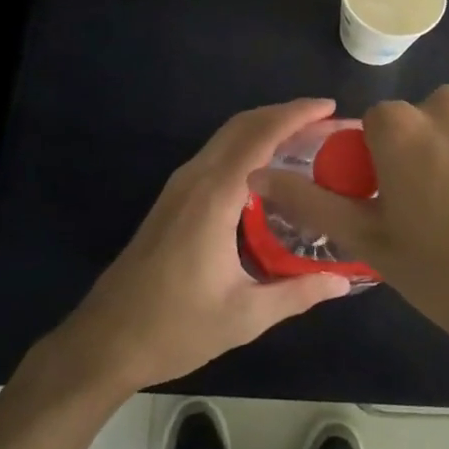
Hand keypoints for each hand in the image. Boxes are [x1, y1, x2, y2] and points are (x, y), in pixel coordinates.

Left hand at [46, 99, 353, 394]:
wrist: (106, 340)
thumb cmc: (175, 327)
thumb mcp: (245, 316)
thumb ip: (297, 293)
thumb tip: (342, 282)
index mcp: (215, 196)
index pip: (260, 136)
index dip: (296, 115)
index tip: (330, 107)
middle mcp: (196, 178)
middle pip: (242, 125)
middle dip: (284, 114)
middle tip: (326, 122)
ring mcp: (180, 186)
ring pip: (226, 137)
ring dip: (264, 127)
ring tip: (305, 139)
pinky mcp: (172, 198)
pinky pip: (216, 154)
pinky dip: (246, 145)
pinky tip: (267, 169)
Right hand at [248, 86, 448, 376]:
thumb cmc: (444, 277)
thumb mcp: (368, 241)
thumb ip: (309, 201)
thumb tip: (258, 175)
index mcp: (400, 127)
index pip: (381, 126)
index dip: (389, 162)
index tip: (405, 200)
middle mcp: (448, 103)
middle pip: (426, 116)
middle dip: (430, 148)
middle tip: (446, 205)